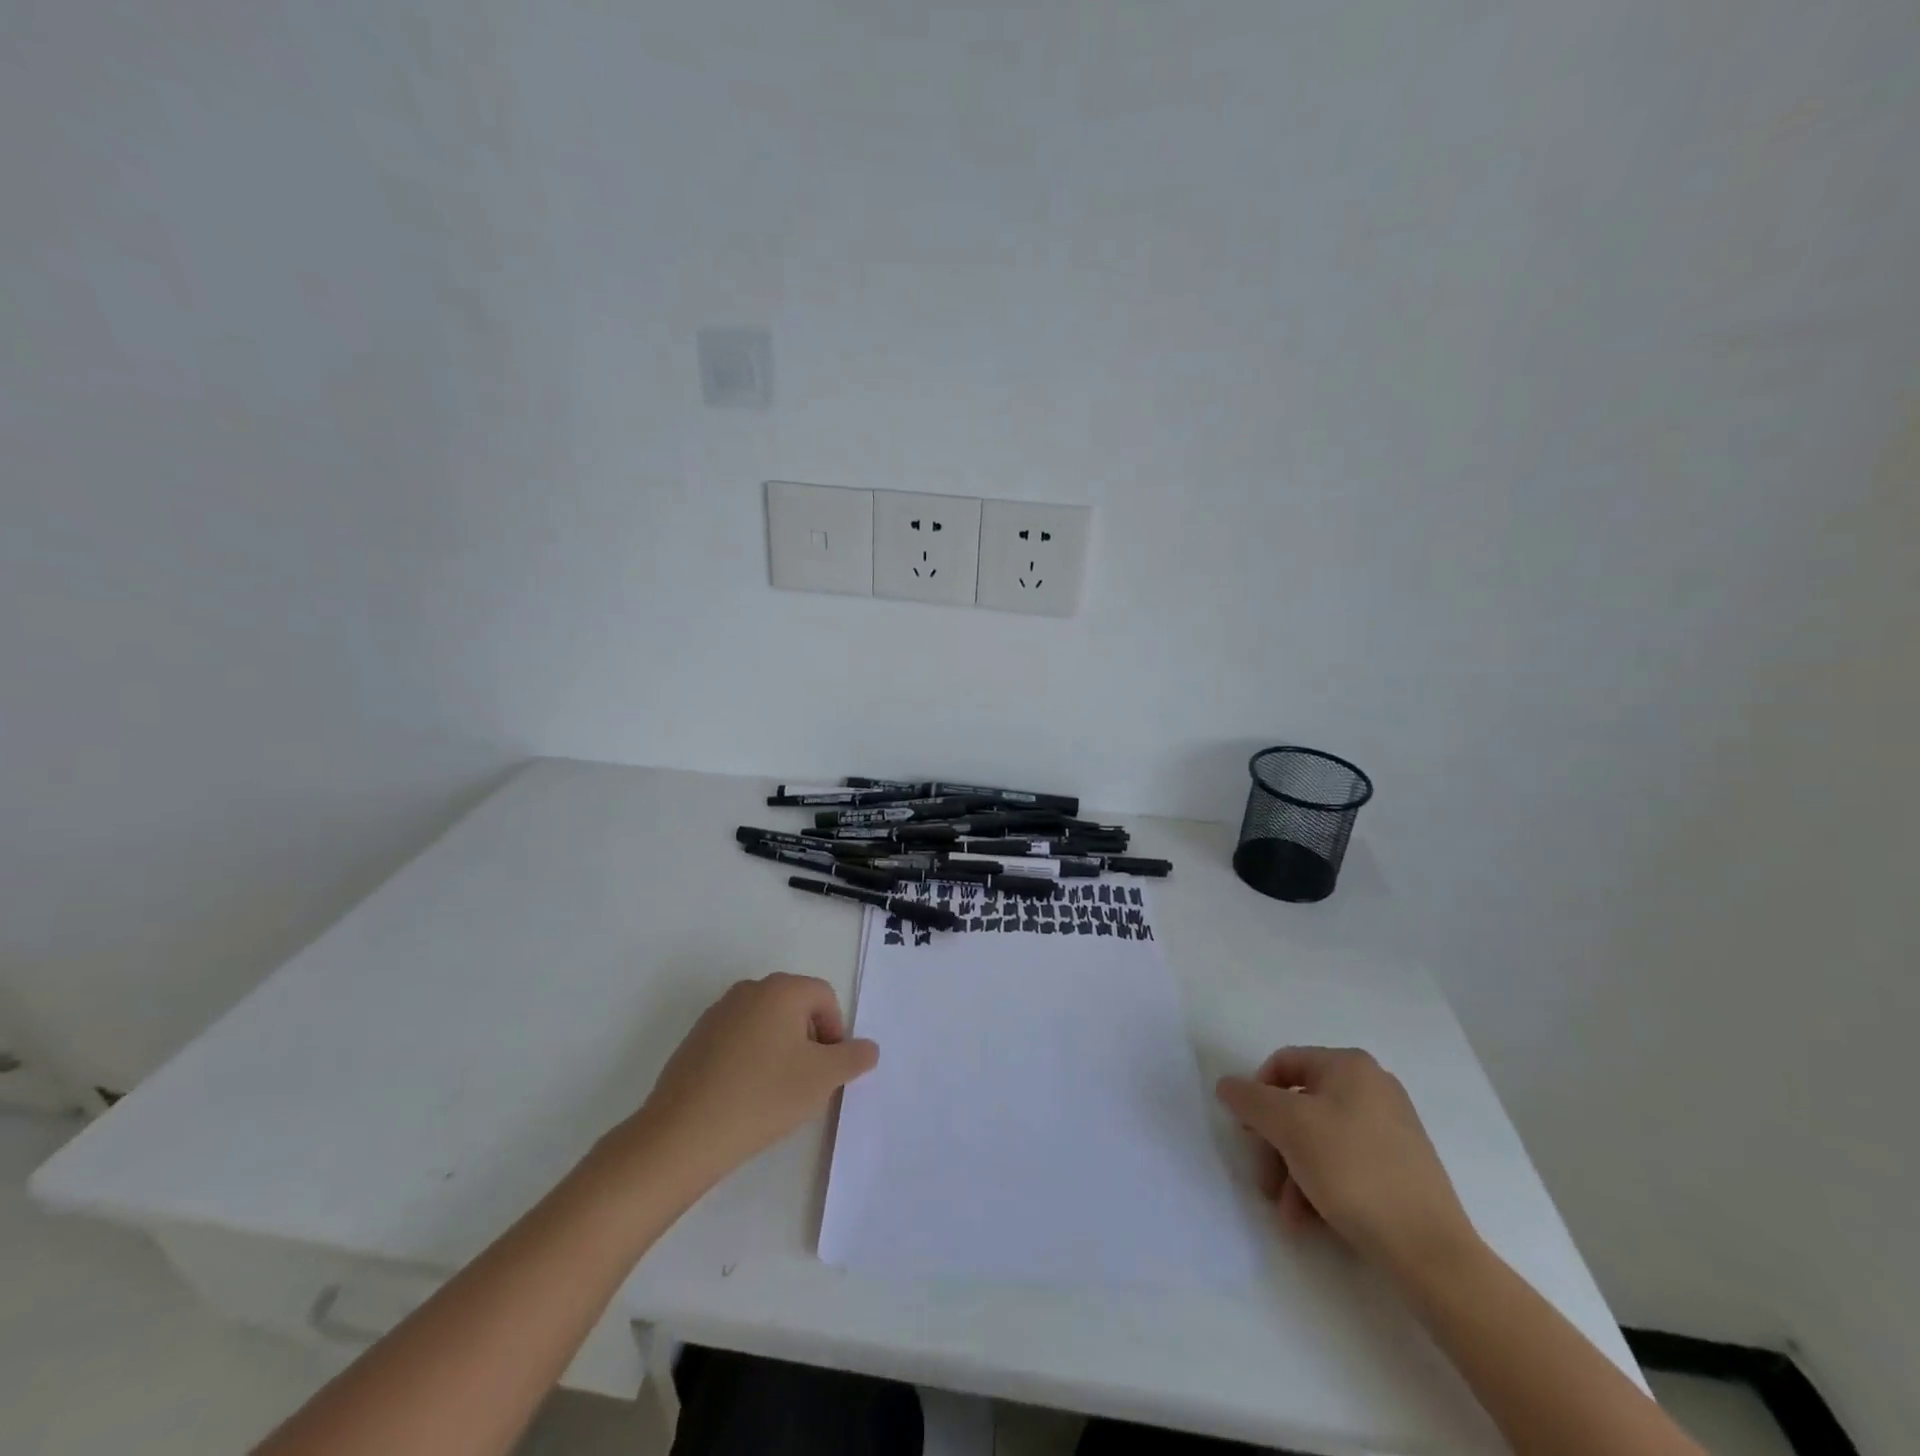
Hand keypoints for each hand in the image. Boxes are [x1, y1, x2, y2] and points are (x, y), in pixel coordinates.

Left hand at [617, 974, 877, 1192]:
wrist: (682, 1135)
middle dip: (809, 1042)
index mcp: (782, 989)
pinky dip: (751, 1060)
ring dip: (781, 1051)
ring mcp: (718, 1013)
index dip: (836, 1033)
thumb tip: (867, 1048)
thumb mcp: (822, 1079)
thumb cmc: (763, 1096)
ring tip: (775, 1093)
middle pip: (796, 1007)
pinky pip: (739, 1040)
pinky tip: (745, 1097)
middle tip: (806, 1083)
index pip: (825, 997)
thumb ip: (854, 1057)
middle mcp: (749, 990)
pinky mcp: (696, 1039)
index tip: (827, 1072)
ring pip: (767, 1024)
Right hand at [1216, 1047, 1478, 1281]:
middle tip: (1264, 1183)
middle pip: (1299, 1105)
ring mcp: (1390, 1128)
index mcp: (1349, 1066)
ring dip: (1293, 1173)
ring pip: (1319, 1139)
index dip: (1256, 1094)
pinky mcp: (1401, 1167)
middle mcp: (1372, 1087)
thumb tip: (1227, 1085)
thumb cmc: (1353, 1171)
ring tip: (1289, 1215)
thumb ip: (1250, 1099)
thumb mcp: (1289, 1126)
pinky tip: (1311, 1220)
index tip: (1246, 1134)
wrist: (1431, 1252)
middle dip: (1275, 1146)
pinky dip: (1321, 1186)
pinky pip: (1345, 1163)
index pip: (1282, 1064)